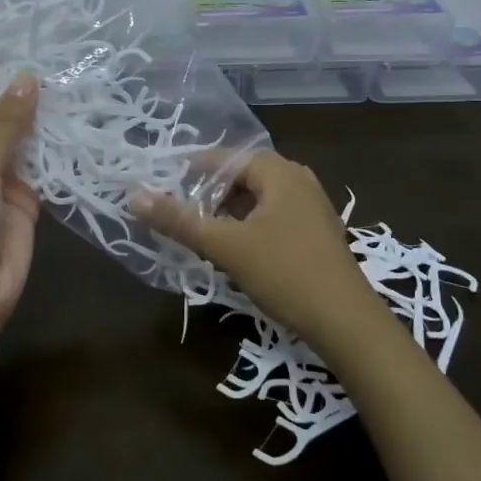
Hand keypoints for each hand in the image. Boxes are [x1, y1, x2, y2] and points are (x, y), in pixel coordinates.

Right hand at [133, 152, 388, 362]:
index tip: (162, 185)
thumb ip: (179, 220)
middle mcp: (298, 180)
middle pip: (242, 176)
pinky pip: (272, 216)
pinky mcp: (316, 233)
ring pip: (257, 198)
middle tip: (178, 210)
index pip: (225, 157)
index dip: (191, 169)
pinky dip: (248, 225)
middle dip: (208, 192)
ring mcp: (311, 207)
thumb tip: (133, 196)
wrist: (347, 323)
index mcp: (280, 172)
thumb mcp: (225, 246)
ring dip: (227, 211)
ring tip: (200, 230)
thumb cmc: (285, 273)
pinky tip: (234, 248)